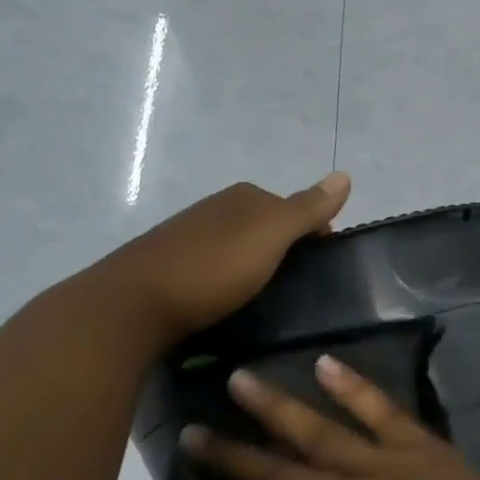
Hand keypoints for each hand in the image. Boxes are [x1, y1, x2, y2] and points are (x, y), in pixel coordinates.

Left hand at [112, 174, 350, 345]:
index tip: (324, 272)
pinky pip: (218, 268)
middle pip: (269, 228)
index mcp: (245, 198)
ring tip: (270, 302)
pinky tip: (232, 303)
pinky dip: (232, 282)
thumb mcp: (270, 235)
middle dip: (288, 252)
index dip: (316, 235)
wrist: (134, 304)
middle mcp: (218, 209)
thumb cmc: (212, 267)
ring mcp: (192, 237)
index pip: (296, 209)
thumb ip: (307, 209)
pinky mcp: (174, 267)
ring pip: (242, 249)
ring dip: (259, 269)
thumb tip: (345, 175)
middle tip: (300, 291)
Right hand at [183, 358, 479, 479]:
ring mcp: (386, 469)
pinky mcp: (424, 450)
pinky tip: (325, 363)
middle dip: (231, 455)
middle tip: (194, 432)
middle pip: (278, 474)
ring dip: (275, 407)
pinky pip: (382, 410)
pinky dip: (353, 386)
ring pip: (319, 432)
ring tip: (239, 381)